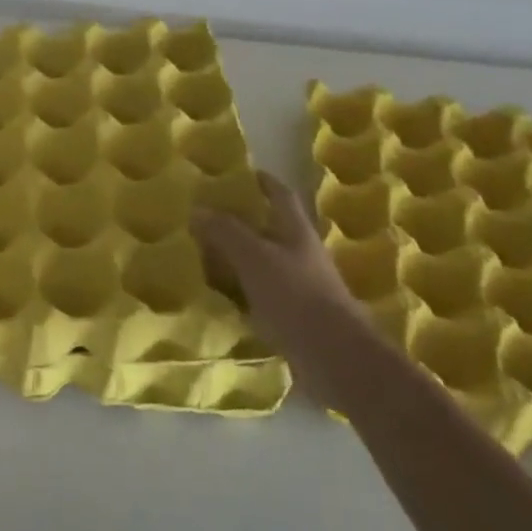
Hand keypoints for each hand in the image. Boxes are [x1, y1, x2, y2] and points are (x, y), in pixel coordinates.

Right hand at [194, 171, 370, 403]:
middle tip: (207, 217)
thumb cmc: (295, 296)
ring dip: (238, 258)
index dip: (262, 182)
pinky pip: (260, 295)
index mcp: (296, 232)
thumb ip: (226, 232)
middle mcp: (300, 255)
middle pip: (270, 229)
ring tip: (204, 255)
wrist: (333, 356)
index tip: (239, 174)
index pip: (280, 195)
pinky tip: (218, 297)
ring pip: (264, 263)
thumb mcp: (254, 257)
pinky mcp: (293, 316)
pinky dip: (240, 292)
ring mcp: (299, 287)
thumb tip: (198, 208)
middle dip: (242, 222)